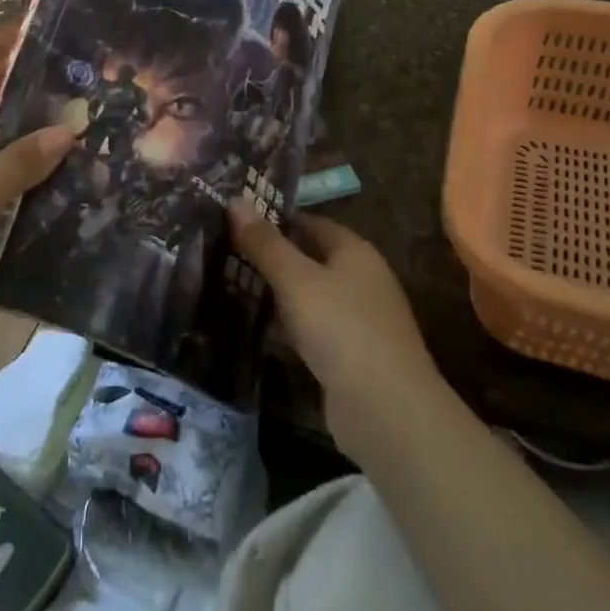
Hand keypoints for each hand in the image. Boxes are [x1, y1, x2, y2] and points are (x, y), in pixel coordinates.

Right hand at [228, 203, 442, 456]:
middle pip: (310, 260)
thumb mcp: (296, 280)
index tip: (236, 221)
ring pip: (309, 298)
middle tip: (224, 253)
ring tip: (230, 287)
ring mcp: (358, 321)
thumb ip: (264, 243)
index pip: (312, 223)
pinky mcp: (349, 357)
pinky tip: (256, 331)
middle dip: (271, 258)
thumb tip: (235, 200)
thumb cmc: (341, 328)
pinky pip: (311, 331)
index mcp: (356, 252)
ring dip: (277, 295)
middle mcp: (361, 280)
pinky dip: (287, 329)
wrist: (385, 410)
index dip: (276, 220)